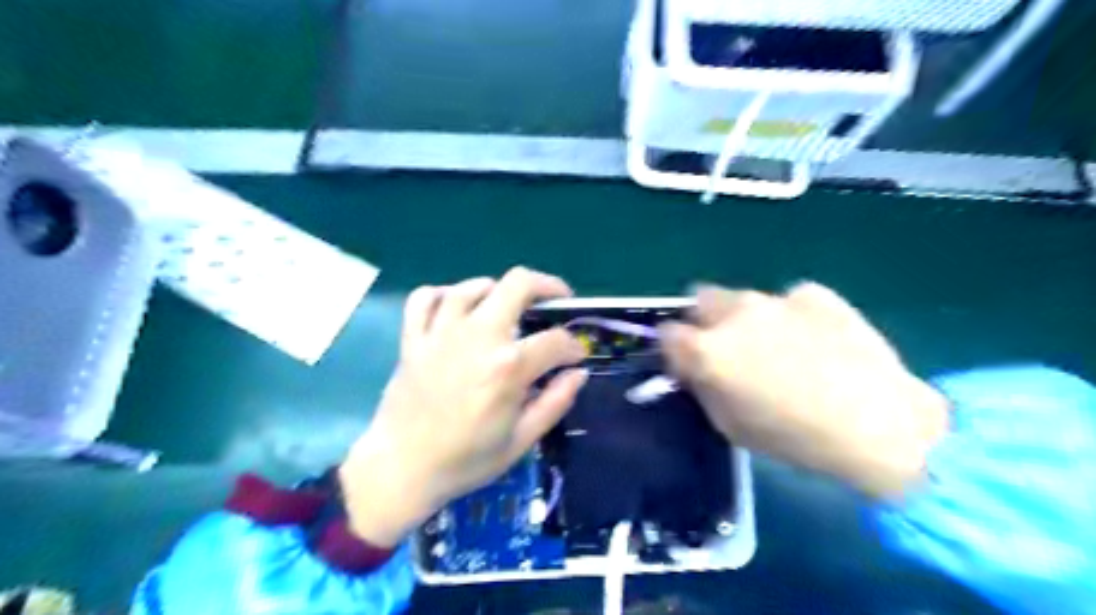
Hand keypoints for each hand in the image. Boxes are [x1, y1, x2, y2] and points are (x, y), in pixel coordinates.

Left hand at [342, 266, 590, 545]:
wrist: (402, 469)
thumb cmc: (466, 459)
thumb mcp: (521, 440)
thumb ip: (555, 402)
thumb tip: (579, 373)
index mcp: (509, 366)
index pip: (556, 340)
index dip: (574, 346)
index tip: (576, 357)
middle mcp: (478, 337)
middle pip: (518, 284)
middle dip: (547, 286)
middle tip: (556, 299)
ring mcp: (441, 333)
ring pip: (473, 286)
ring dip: (497, 290)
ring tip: (506, 305)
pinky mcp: (413, 338)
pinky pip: (425, 298)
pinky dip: (443, 294)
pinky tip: (455, 307)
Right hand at [657, 282, 950, 499]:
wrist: (881, 424)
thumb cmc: (796, 437)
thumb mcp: (730, 425)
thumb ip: (702, 387)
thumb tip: (694, 367)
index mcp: (708, 350)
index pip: (667, 332)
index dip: (673, 347)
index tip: (686, 360)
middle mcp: (735, 314)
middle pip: (699, 297)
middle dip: (703, 319)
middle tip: (725, 346)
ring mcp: (776, 298)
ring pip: (743, 298)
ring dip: (746, 318)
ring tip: (779, 347)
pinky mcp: (814, 293)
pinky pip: (788, 300)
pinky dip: (790, 317)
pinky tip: (817, 342)